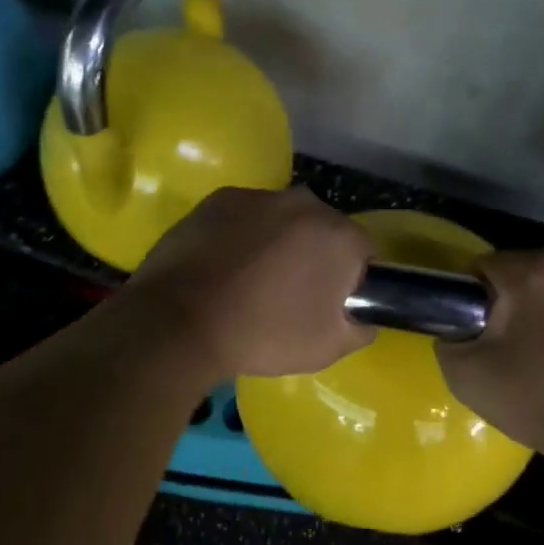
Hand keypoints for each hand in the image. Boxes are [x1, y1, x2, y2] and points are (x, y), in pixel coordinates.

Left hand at [124, 186, 376, 378]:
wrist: (180, 321)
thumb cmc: (263, 334)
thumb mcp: (328, 347)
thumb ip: (360, 326)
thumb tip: (362, 314)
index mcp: (338, 234)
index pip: (363, 250)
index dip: (352, 277)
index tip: (332, 301)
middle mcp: (304, 203)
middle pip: (322, 228)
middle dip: (315, 254)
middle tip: (292, 293)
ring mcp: (258, 196)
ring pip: (282, 219)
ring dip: (278, 242)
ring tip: (251, 280)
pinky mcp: (219, 199)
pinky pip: (245, 217)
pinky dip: (241, 235)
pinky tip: (223, 266)